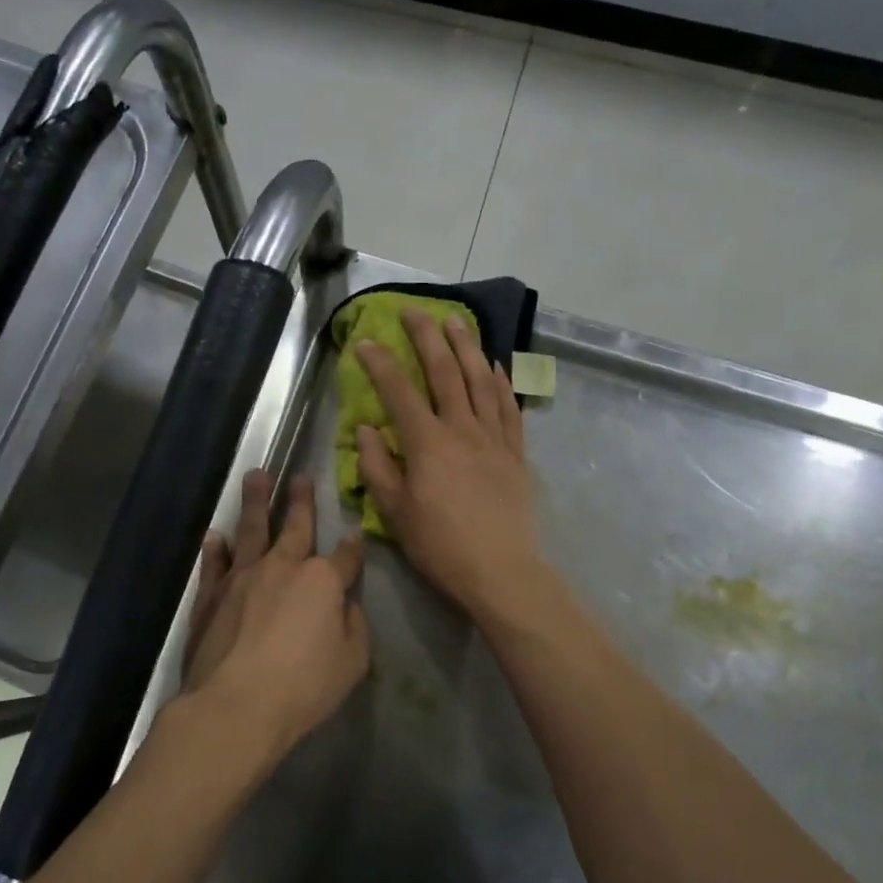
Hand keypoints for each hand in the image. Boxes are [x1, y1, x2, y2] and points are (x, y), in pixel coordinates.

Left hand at [179, 469, 369, 768]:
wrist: (236, 704)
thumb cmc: (304, 686)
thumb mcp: (352, 661)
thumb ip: (353, 626)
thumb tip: (345, 605)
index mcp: (321, 582)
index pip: (344, 557)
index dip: (353, 546)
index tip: (356, 533)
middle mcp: (282, 568)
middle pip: (295, 527)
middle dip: (300, 501)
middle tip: (300, 476)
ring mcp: (242, 578)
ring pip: (251, 530)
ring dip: (255, 502)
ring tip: (256, 475)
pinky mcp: (211, 597)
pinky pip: (214, 564)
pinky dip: (216, 549)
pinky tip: (216, 535)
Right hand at [355, 309, 545, 622]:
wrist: (501, 571)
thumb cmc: (441, 546)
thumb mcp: (395, 513)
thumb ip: (378, 467)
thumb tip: (366, 429)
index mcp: (427, 444)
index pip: (399, 392)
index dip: (380, 363)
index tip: (366, 341)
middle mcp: (462, 429)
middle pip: (444, 372)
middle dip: (426, 338)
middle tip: (414, 311)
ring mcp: (494, 438)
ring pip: (480, 380)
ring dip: (466, 347)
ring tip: (456, 321)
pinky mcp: (516, 453)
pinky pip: (508, 407)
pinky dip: (500, 382)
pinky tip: (494, 366)